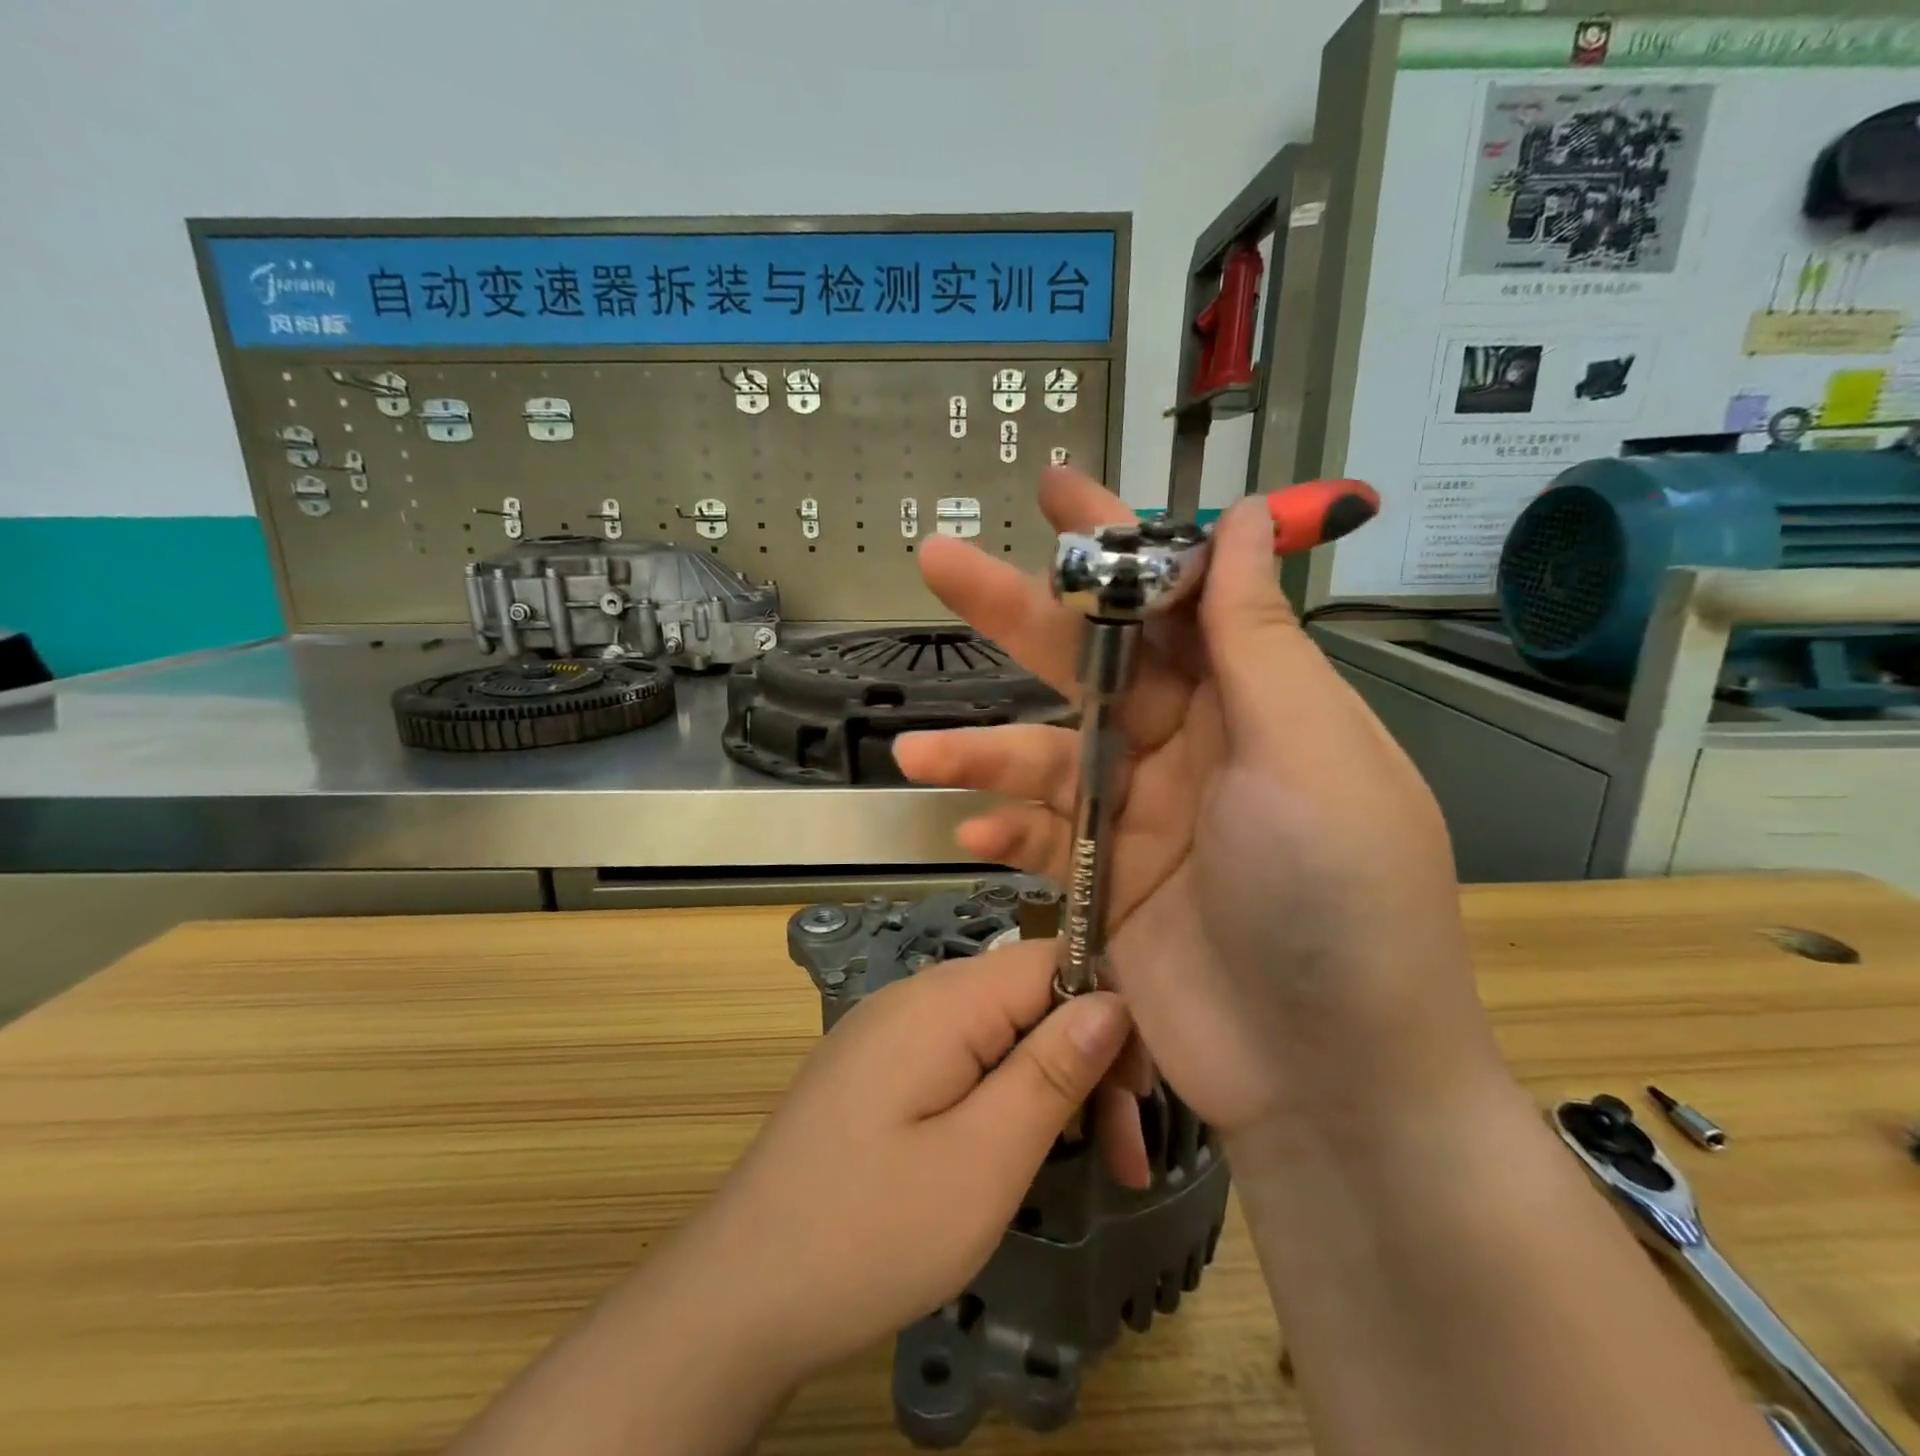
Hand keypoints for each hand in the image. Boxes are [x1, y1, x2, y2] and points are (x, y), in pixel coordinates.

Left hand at [682, 941, 1133, 1383]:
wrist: (738, 1292)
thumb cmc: (870, 1230)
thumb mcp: (984, 1160)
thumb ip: (1051, 1071)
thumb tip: (1112, 1001)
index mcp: (944, 999)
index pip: (1053, 959)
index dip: (1110, 1009)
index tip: (1140, 1090)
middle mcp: (918, 995)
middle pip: (1029, 995)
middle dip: (1086, 1060)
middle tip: (1125, 1156)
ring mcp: (893, 1029)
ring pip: (1000, 1029)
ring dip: (1051, 1083)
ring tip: (1087, 1161)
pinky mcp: (881, 1067)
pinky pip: (964, 1055)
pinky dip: (1006, 1093)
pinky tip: (1018, 1146)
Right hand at [894, 469, 1509, 1145]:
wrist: (1327, 1077)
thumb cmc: (1336, 895)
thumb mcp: (1306, 751)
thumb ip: (1257, 639)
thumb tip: (1248, 518)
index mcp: (1248, 701)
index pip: (1172, 597)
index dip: (1115, 541)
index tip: (1058, 491)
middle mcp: (1190, 746)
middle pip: (1089, 663)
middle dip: (1016, 614)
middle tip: (939, 562)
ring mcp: (1141, 816)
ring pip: (1045, 756)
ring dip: (980, 749)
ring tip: (916, 752)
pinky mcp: (1106, 883)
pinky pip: (1042, 838)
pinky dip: (1004, 831)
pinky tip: (971, 835)